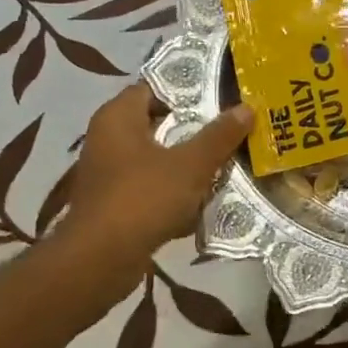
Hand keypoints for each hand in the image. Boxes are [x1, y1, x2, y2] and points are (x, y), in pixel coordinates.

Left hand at [61, 85, 252, 251]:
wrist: (101, 259)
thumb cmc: (143, 198)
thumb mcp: (190, 165)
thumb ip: (219, 136)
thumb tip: (246, 108)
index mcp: (118, 118)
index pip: (154, 87)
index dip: (188, 89)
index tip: (222, 94)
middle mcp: (108, 139)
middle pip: (159, 123)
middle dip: (195, 128)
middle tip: (232, 127)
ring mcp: (110, 173)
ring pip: (158, 158)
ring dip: (189, 162)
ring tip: (227, 161)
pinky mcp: (116, 203)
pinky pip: (153, 187)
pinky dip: (177, 190)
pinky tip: (205, 200)